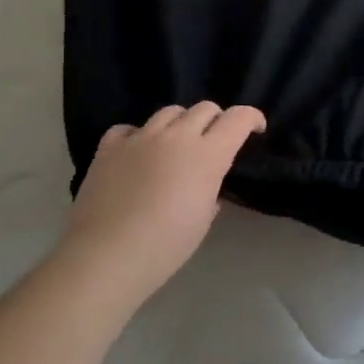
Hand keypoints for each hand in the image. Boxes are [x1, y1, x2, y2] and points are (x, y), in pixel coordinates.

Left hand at [59, 103, 265, 305]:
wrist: (108, 255)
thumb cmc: (166, 245)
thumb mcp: (202, 219)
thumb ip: (210, 190)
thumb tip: (204, 184)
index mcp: (207, 155)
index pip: (238, 118)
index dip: (252, 118)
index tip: (256, 129)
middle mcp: (176, 136)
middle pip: (204, 108)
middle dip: (216, 121)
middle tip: (215, 142)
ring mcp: (140, 137)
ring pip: (169, 112)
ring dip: (180, 124)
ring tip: (176, 147)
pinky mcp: (109, 146)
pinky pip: (130, 128)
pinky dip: (140, 136)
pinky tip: (138, 153)